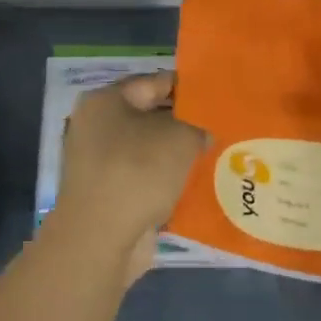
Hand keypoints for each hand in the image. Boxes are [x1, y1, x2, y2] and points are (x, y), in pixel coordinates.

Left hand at [51, 73, 208, 279]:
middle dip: (186, 124)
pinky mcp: (108, 194)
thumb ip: (198, 125)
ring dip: (178, 156)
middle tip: (223, 127)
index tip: (220, 96)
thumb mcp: (180, 137)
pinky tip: (199, 185)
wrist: (100, 238)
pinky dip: (168, 181)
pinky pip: (145, 179)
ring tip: (218, 156)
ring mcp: (99, 163)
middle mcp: (96, 127)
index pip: (154, 82)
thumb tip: (201, 133)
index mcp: (105, 101)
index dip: (189, 87)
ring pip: (149, 150)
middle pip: (150, 117)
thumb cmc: (137, 173)